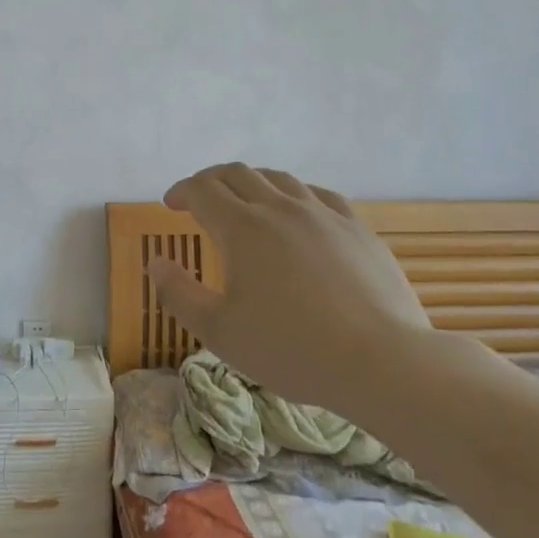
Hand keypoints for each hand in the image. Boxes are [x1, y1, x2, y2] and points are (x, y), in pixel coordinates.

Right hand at [145, 164, 436, 413]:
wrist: (382, 363)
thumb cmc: (291, 349)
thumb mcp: (219, 332)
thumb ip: (179, 293)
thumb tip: (156, 262)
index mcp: (242, 228)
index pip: (202, 190)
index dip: (181, 191)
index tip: (170, 204)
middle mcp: (280, 208)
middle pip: (237, 174)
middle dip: (210, 180)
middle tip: (199, 198)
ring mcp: (323, 215)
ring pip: (279, 178)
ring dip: (251, 182)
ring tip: (243, 200)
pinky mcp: (357, 228)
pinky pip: (318, 194)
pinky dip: (294, 193)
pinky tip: (296, 210)